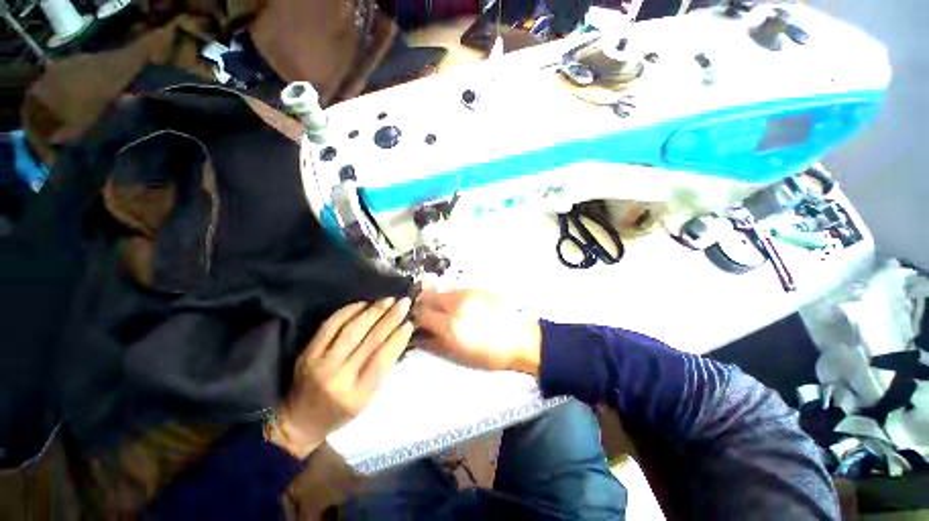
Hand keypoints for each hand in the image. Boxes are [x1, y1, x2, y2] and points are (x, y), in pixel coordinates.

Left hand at [273, 297, 413, 457]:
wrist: (299, 420)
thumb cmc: (341, 411)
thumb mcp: (368, 398)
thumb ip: (382, 367)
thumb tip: (398, 334)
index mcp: (358, 394)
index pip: (382, 358)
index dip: (398, 337)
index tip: (409, 322)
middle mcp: (338, 377)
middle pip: (370, 340)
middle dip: (390, 317)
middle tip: (403, 302)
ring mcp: (320, 363)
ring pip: (352, 329)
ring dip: (373, 310)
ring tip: (388, 299)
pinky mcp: (307, 352)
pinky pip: (330, 325)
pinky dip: (349, 311)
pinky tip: (363, 303)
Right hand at [413, 289, 540, 374]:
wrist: (519, 339)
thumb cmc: (489, 354)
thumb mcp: (458, 356)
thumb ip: (433, 344)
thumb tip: (415, 337)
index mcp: (451, 325)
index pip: (421, 314)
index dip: (414, 318)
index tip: (413, 323)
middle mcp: (456, 304)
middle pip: (427, 296)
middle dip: (421, 304)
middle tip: (424, 315)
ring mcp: (467, 293)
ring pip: (441, 290)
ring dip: (435, 299)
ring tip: (440, 310)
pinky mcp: (477, 288)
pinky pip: (455, 289)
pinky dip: (449, 296)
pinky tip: (456, 306)